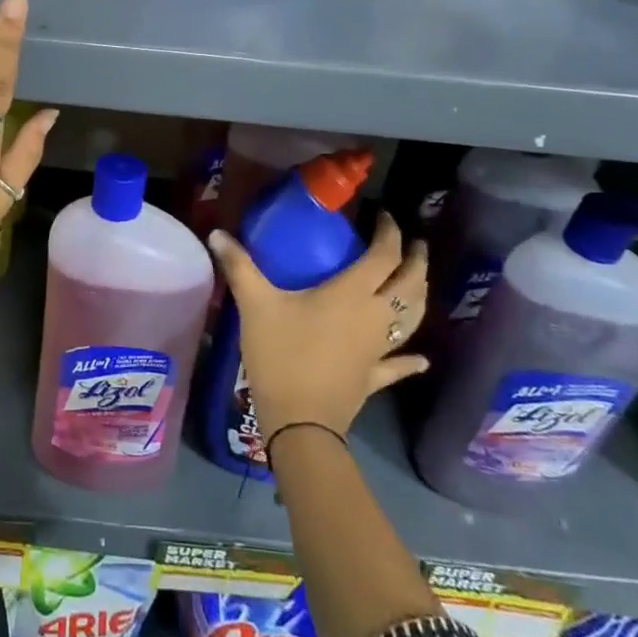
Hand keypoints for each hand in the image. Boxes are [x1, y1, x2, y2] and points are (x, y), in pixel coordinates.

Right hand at [208, 212, 427, 445]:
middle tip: (414, 243)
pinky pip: (399, 364)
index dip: (389, 233)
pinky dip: (411, 359)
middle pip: (409, 284)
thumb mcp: (255, 305)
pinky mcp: (374, 376)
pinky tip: (421, 358)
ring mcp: (379, 349)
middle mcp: (375, 316)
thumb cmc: (281, 354)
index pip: (383, 256)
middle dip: (416, 260)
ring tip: (418, 281)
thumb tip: (217, 233)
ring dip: (419, 296)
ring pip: (411, 318)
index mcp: (352, 294)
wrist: (299, 420)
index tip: (385, 216)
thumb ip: (239, 266)